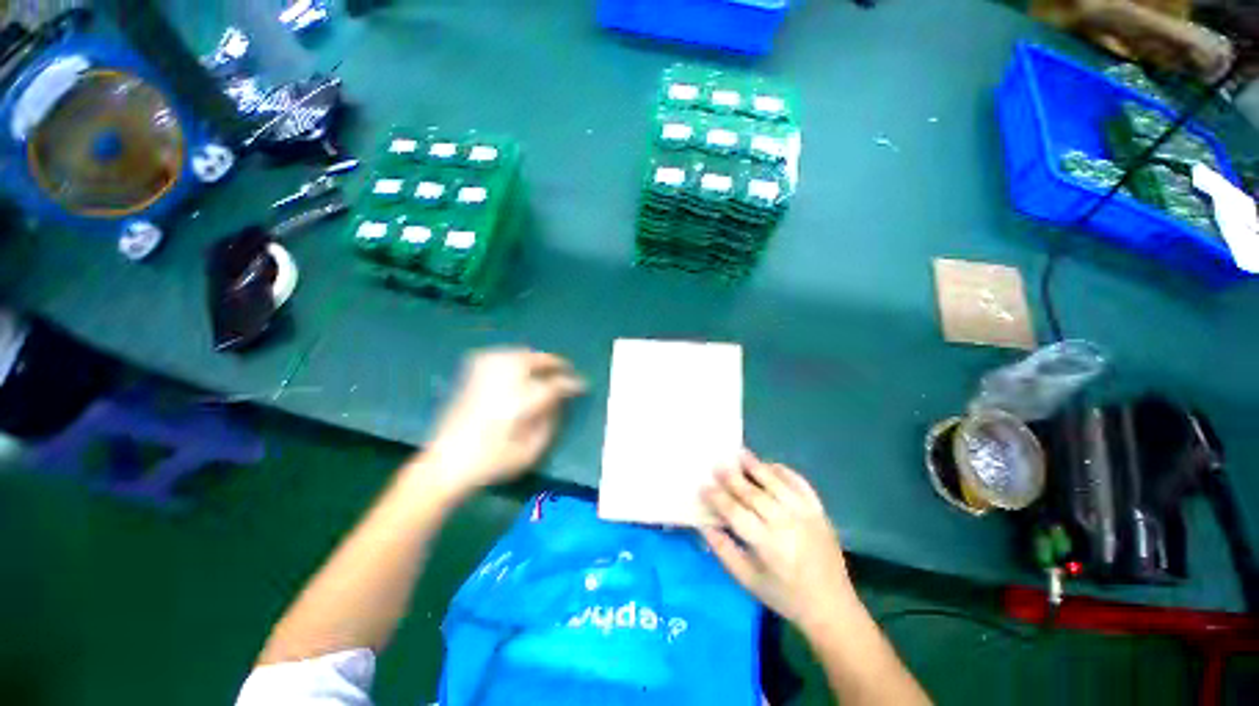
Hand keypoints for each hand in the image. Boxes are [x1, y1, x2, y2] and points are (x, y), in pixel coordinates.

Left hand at [417, 349, 584, 498]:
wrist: (444, 464)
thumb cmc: (491, 463)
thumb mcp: (530, 451)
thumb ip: (549, 423)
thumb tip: (559, 402)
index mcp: (520, 404)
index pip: (554, 385)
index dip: (571, 384)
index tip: (582, 386)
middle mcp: (504, 383)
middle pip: (535, 361)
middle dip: (555, 363)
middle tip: (566, 369)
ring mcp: (485, 377)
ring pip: (516, 354)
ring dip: (535, 357)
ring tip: (545, 365)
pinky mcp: (471, 377)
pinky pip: (496, 355)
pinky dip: (511, 355)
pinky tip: (516, 362)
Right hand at [700, 450, 855, 633]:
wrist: (832, 606)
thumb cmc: (785, 596)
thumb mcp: (748, 581)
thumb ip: (724, 551)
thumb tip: (703, 524)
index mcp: (768, 545)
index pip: (736, 513)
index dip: (717, 498)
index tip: (703, 487)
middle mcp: (786, 524)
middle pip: (754, 494)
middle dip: (733, 478)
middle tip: (717, 465)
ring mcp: (805, 514)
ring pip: (776, 483)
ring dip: (756, 466)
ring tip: (740, 453)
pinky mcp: (819, 510)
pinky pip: (799, 483)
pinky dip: (783, 471)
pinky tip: (770, 465)